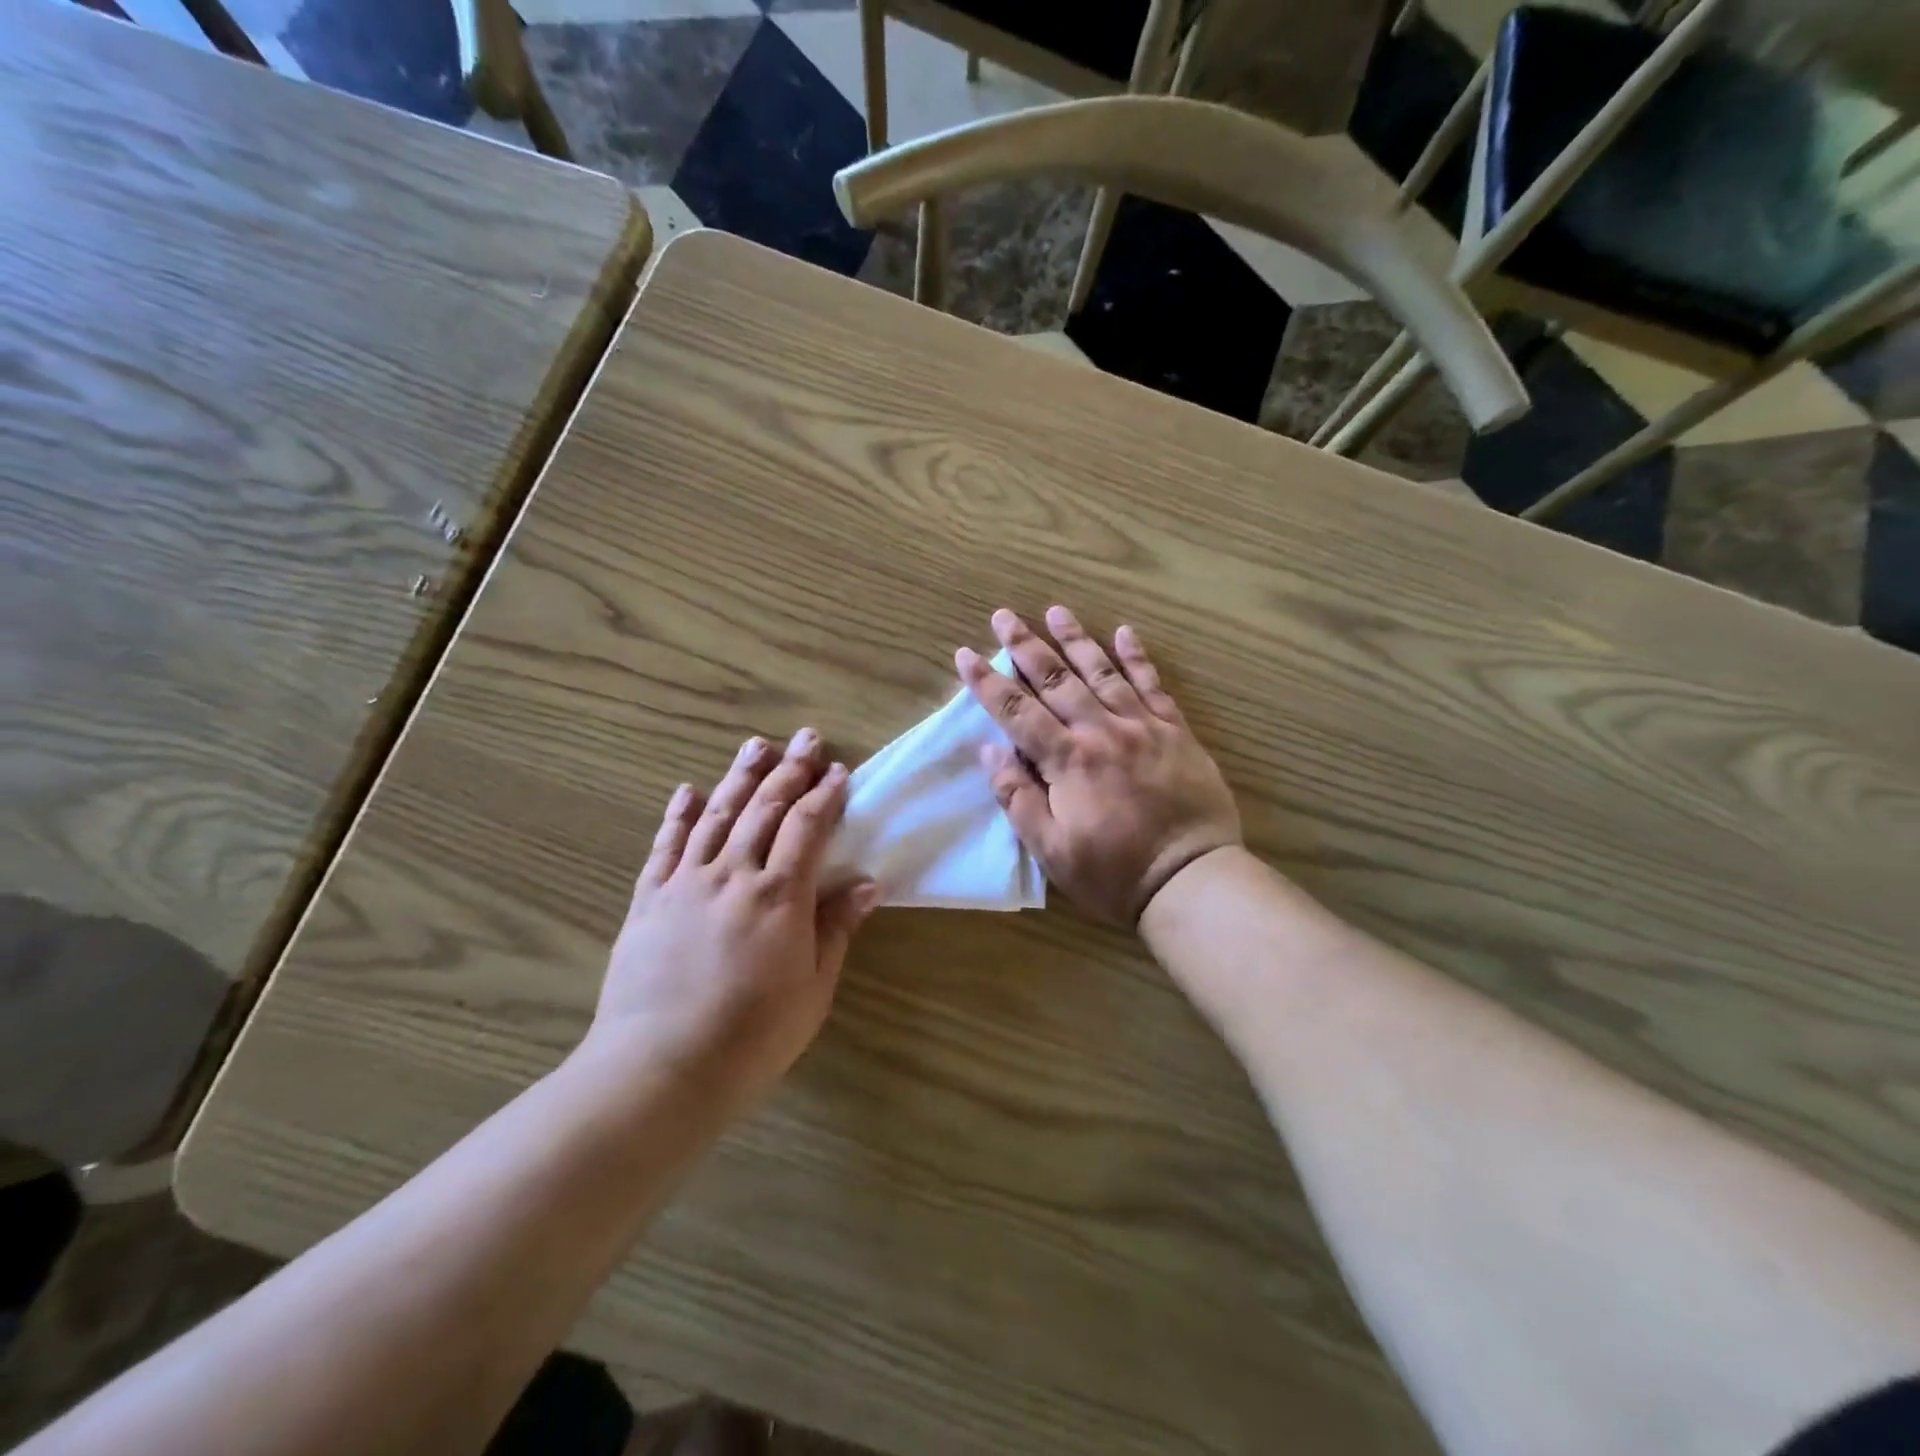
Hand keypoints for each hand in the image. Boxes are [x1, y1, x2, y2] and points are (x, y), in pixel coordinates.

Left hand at [588, 731, 881, 1109]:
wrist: (660, 1068)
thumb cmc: (752, 1036)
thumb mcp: (812, 988)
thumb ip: (836, 928)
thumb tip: (867, 884)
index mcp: (779, 895)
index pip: (808, 828)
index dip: (826, 796)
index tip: (839, 771)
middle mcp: (733, 875)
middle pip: (765, 809)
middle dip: (790, 770)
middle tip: (806, 738)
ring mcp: (685, 883)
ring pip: (716, 815)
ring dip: (739, 777)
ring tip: (756, 746)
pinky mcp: (648, 900)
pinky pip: (665, 847)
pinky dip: (678, 815)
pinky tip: (687, 791)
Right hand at [956, 607, 1241, 925]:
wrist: (1191, 879)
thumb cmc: (1113, 873)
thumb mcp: (1052, 850)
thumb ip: (1018, 798)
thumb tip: (991, 751)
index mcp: (1067, 760)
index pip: (1016, 712)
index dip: (987, 682)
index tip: (966, 654)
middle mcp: (1101, 731)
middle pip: (1055, 680)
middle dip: (1025, 646)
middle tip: (1004, 615)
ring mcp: (1142, 726)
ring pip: (1102, 672)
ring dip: (1075, 640)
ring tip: (1055, 611)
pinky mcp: (1176, 732)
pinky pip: (1153, 685)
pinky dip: (1138, 657)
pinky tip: (1125, 632)